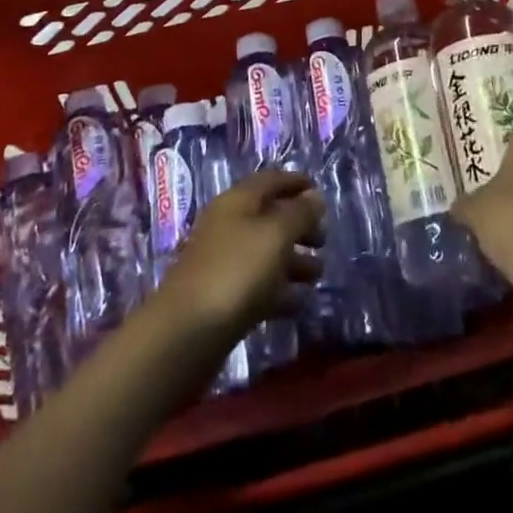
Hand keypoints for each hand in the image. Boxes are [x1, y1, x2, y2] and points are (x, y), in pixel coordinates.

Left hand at [153, 171, 325, 340]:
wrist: (188, 332)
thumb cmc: (236, 270)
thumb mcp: (275, 235)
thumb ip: (299, 214)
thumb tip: (315, 196)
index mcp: (237, 200)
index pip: (270, 180)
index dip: (296, 182)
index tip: (320, 193)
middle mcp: (228, 224)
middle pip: (269, 217)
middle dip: (298, 226)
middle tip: (324, 241)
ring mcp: (223, 262)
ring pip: (265, 253)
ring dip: (293, 261)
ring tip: (318, 275)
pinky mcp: (223, 297)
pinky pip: (258, 285)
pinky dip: (280, 290)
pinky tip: (300, 303)